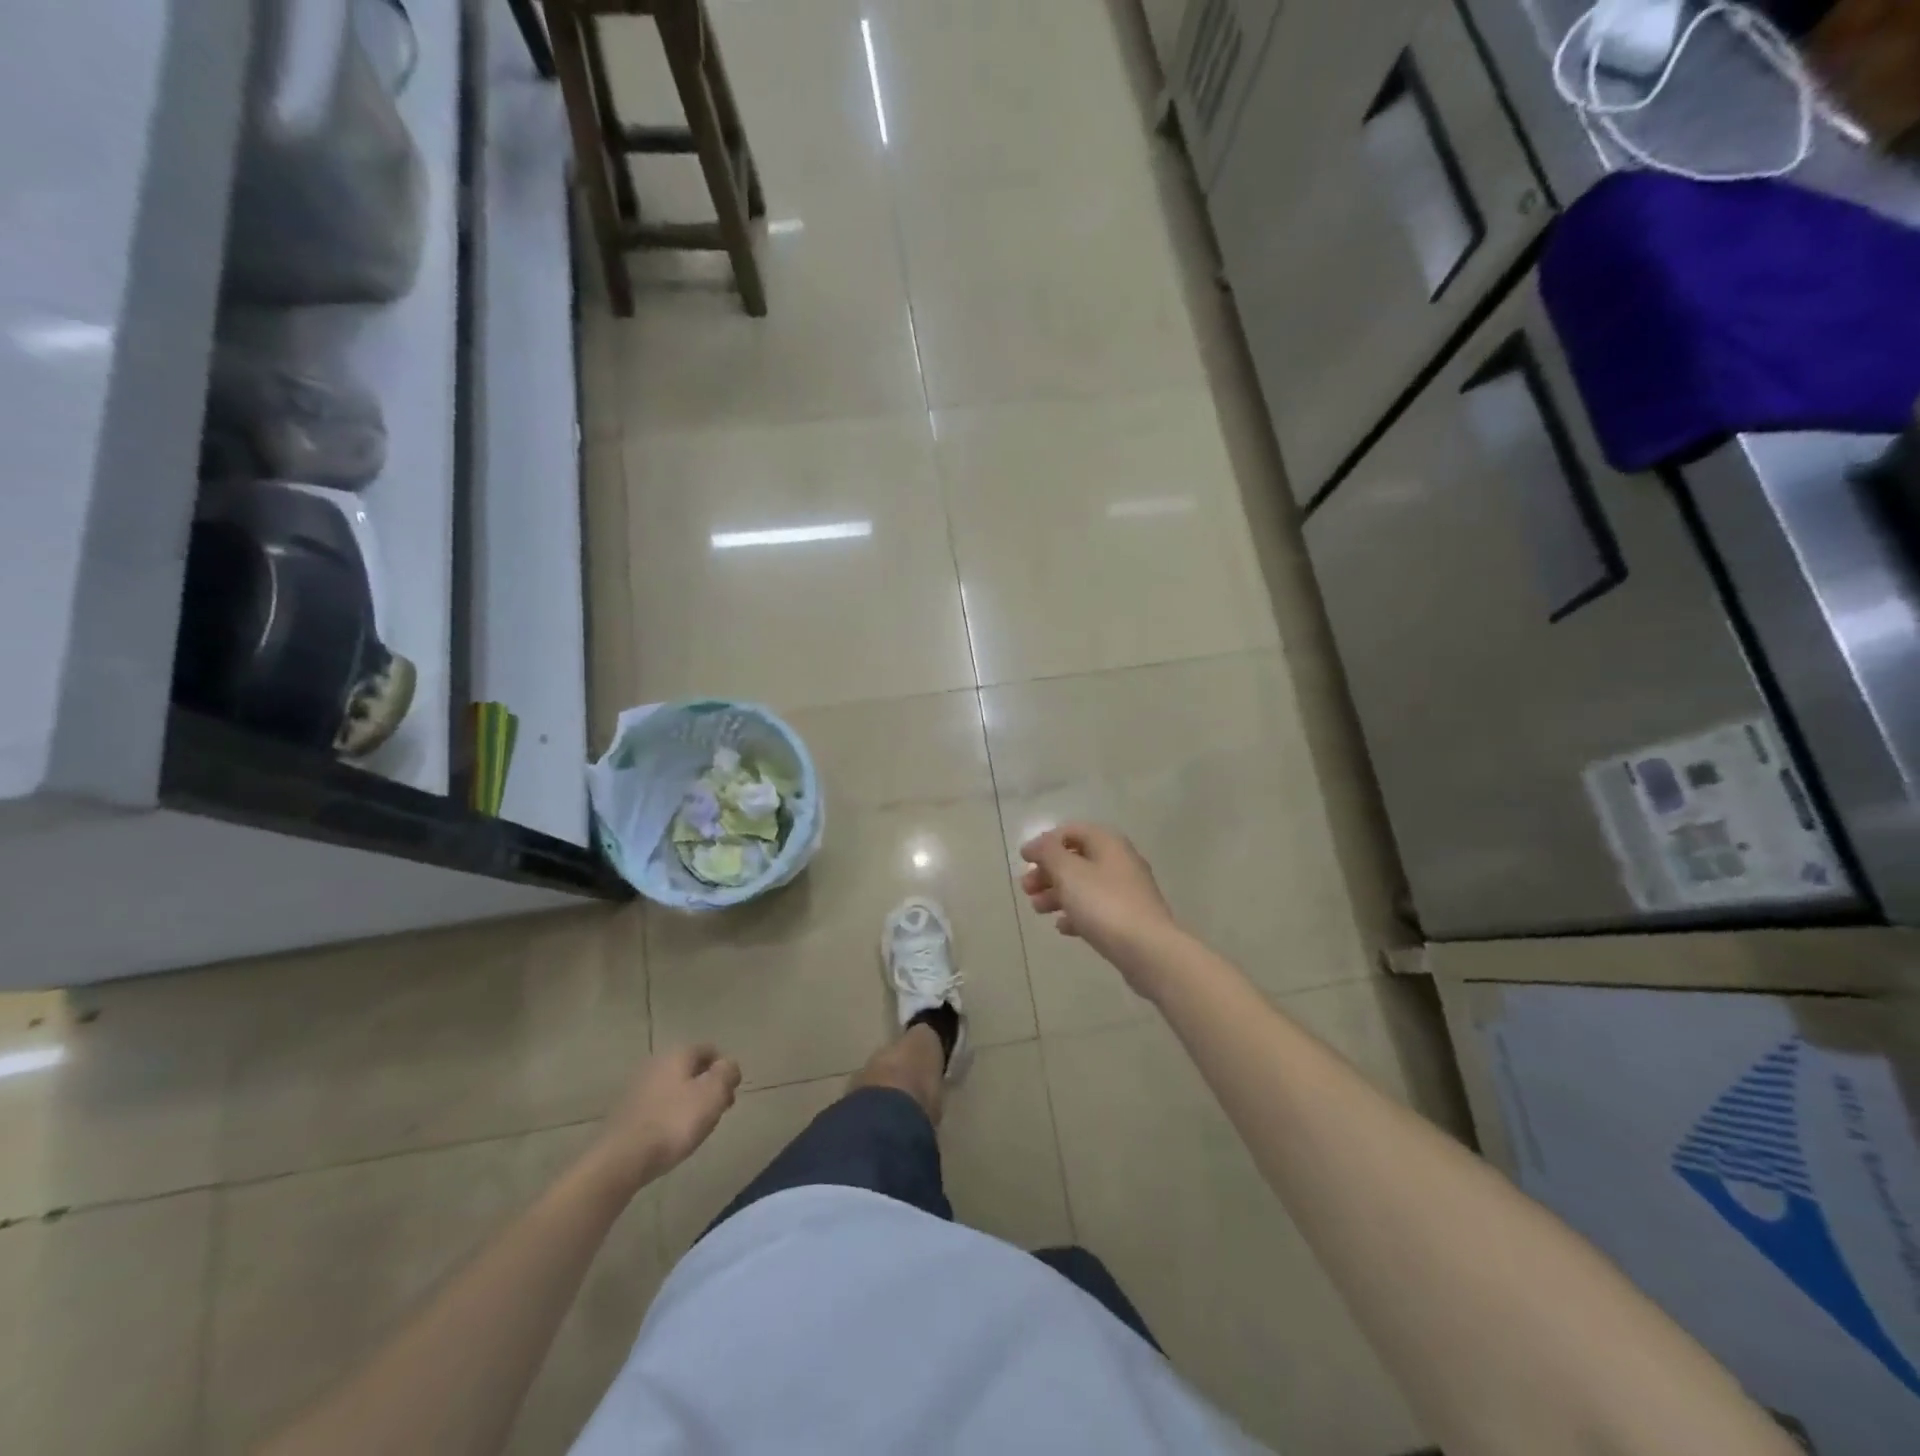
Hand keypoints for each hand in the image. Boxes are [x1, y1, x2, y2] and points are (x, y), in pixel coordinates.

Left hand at [594, 1044, 741, 1190]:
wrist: (621, 1159)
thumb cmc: (674, 1121)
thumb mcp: (713, 1093)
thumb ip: (727, 1072)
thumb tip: (729, 1065)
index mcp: (678, 1053)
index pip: (710, 1050)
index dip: (725, 1070)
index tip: (730, 1095)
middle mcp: (656, 1063)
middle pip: (691, 1069)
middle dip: (708, 1087)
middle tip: (716, 1112)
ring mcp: (637, 1087)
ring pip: (675, 1088)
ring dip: (689, 1102)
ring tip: (696, 1128)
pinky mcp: (626, 1112)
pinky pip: (658, 1106)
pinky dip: (670, 1115)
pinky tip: (672, 1136)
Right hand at [1019, 824, 1178, 993]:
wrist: (1148, 950)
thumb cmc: (1104, 904)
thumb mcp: (1068, 872)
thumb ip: (1048, 853)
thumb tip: (1036, 844)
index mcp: (1108, 843)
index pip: (1071, 831)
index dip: (1045, 843)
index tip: (1024, 860)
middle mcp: (1120, 861)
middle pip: (1076, 859)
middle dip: (1048, 872)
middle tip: (1026, 889)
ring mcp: (1127, 891)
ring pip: (1084, 885)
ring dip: (1057, 893)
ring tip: (1038, 910)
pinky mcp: (1129, 918)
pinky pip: (1096, 909)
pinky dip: (1076, 913)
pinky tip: (1062, 927)